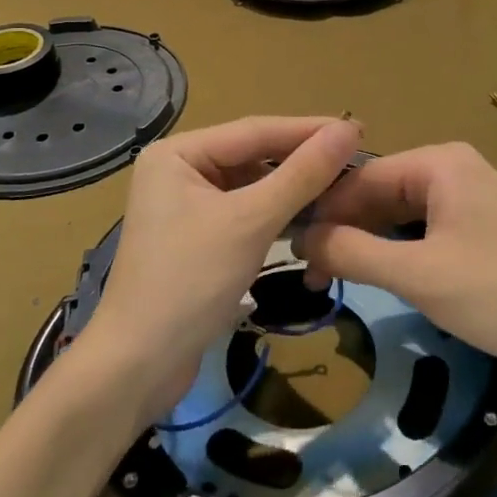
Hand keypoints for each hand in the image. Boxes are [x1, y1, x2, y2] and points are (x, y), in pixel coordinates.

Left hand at [76, 115, 362, 426]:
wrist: (138, 367)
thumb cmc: (190, 281)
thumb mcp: (252, 222)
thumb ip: (302, 174)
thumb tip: (348, 130)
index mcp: (178, 153)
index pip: (255, 130)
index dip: (309, 130)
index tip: (358, 129)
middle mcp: (178, 169)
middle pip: (252, 155)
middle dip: (302, 160)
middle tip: (356, 159)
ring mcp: (185, 205)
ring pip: (251, 185)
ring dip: (292, 188)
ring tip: (342, 186)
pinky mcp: (196, 237)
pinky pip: (244, 211)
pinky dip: (275, 214)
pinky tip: (309, 217)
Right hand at [296, 142, 496, 379]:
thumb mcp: (420, 276)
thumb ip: (355, 252)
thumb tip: (301, 237)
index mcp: (438, 163)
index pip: (360, 180)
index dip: (323, 214)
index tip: (289, 252)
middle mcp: (450, 167)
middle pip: (379, 193)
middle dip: (345, 231)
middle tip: (311, 276)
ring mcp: (467, 195)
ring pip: (399, 213)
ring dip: (369, 244)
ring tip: (335, 278)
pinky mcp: (478, 223)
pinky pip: (423, 228)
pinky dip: (398, 251)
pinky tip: (378, 275)